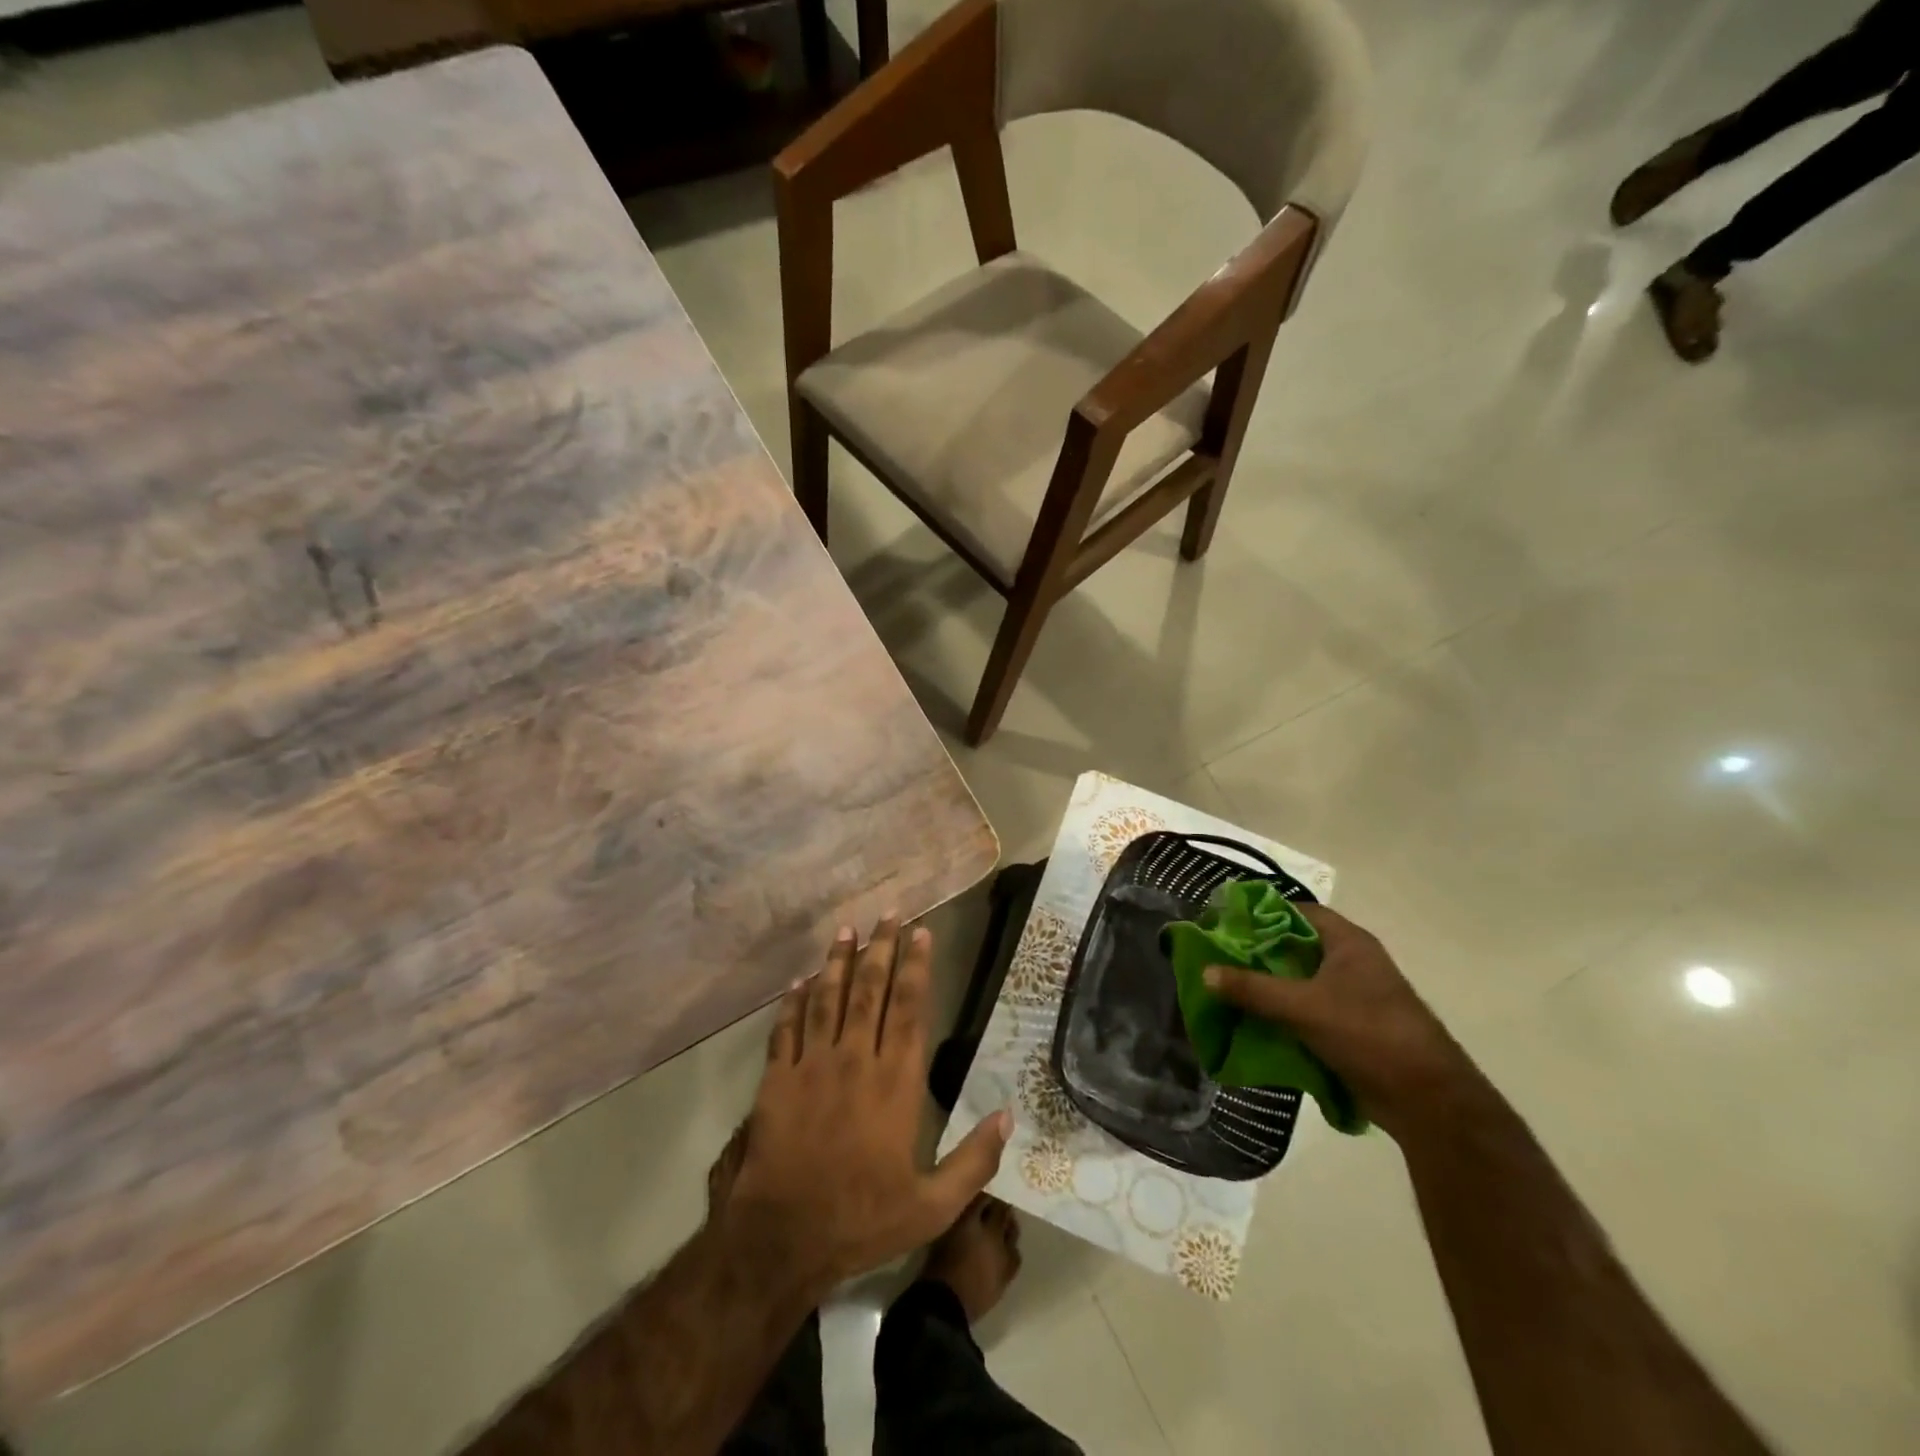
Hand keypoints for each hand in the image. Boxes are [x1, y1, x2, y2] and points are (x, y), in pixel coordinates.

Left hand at [723, 918, 1010, 1293]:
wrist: (782, 1239)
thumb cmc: (862, 1220)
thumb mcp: (932, 1207)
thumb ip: (974, 1160)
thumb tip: (1008, 1115)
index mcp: (895, 1083)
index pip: (909, 1009)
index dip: (916, 967)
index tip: (921, 933)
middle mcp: (855, 1061)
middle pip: (870, 991)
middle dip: (881, 948)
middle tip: (889, 914)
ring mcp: (812, 1066)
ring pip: (827, 999)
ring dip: (837, 961)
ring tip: (846, 930)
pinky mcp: (777, 1080)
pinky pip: (785, 1029)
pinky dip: (792, 1002)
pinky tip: (798, 981)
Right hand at [1202, 903, 1475, 1137]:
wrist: (1428, 1100)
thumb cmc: (1367, 1034)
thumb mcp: (1303, 1007)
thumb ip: (1253, 989)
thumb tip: (1205, 972)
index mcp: (1348, 943)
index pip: (1299, 911)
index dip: (1262, 913)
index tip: (1227, 923)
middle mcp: (1352, 962)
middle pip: (1296, 946)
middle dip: (1259, 953)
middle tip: (1219, 958)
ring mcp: (1355, 996)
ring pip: (1301, 981)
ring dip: (1269, 986)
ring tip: (1228, 990)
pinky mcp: (1354, 1027)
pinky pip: (1310, 1009)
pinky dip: (1284, 1013)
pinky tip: (1254, 1022)